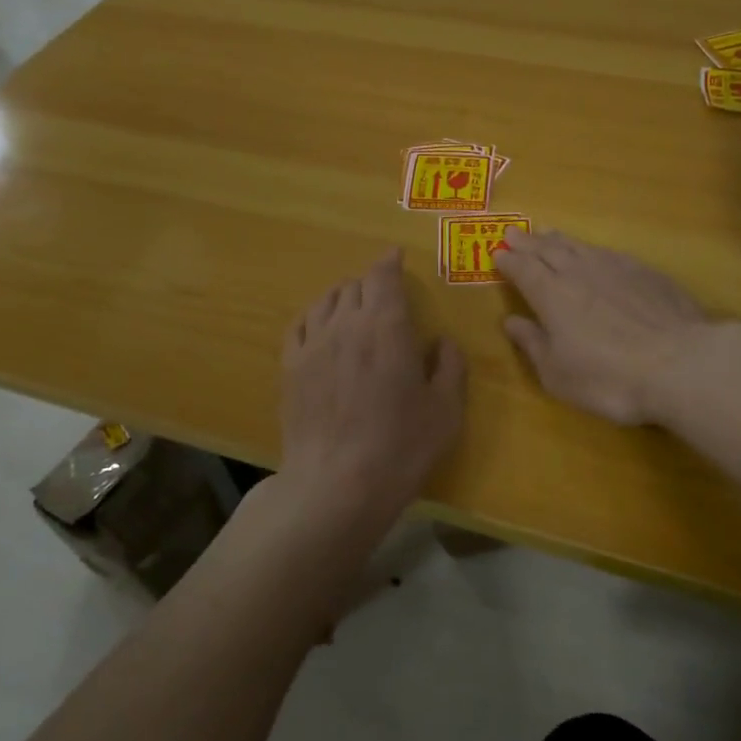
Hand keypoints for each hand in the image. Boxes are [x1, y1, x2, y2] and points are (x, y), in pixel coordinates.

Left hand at [281, 250, 465, 524]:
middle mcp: (346, 324)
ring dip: (344, 296)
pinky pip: (301, 324)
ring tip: (354, 307)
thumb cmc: (400, 447)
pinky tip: (322, 327)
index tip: (396, 255)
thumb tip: (441, 342)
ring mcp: (313, 344)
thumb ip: (449, 367)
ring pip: (326, 300)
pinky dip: (316, 316)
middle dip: (372, 282)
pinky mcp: (290, 367)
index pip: (384, 276)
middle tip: (384, 292)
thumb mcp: (445, 410)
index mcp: (387, 327)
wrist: (336, 485)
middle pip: (355, 285)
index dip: (390, 262)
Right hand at [494, 230, 714, 425]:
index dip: (508, 261)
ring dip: (557, 239)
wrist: (679, 363)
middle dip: (527, 242)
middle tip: (514, 232)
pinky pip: (607, 252)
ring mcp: (614, 267)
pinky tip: (594, 252)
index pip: (523, 270)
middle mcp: (578, 273)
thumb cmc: (609, 377)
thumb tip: (510, 322)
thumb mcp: (558, 374)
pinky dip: (591, 249)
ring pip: (578, 246)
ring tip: (547, 233)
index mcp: (551, 295)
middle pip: (547, 250)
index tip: (497, 252)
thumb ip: (533, 344)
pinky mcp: (644, 272)